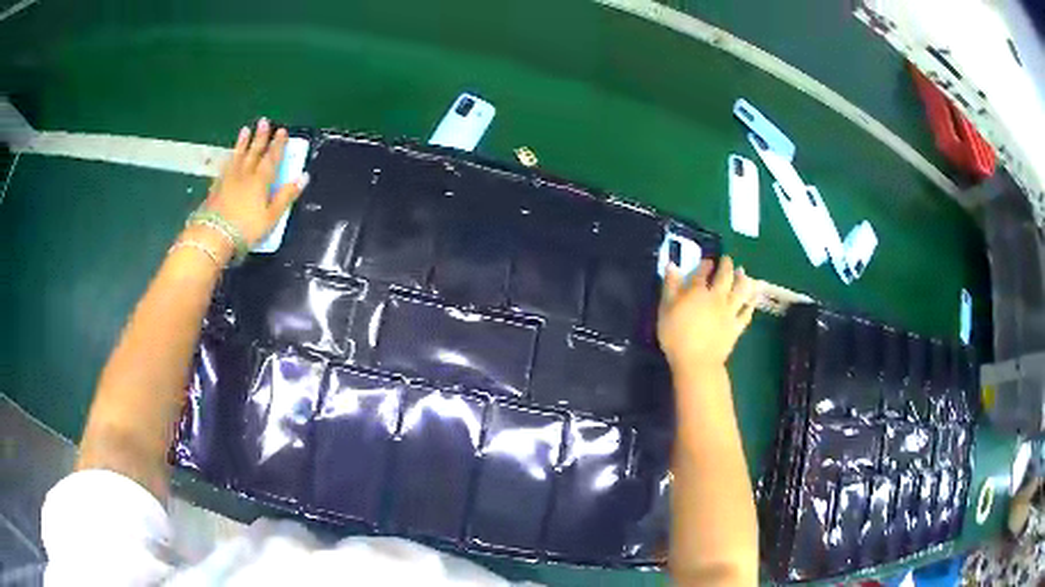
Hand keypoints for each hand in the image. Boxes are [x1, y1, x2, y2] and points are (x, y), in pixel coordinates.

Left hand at [203, 118, 308, 245]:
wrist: (214, 236)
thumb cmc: (246, 229)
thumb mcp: (271, 217)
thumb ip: (286, 196)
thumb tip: (303, 177)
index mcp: (261, 180)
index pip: (272, 158)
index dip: (278, 144)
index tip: (282, 131)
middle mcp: (245, 174)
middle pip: (254, 152)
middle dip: (260, 137)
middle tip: (264, 121)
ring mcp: (228, 179)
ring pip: (238, 156)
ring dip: (242, 143)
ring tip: (245, 130)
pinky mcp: (216, 187)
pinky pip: (225, 167)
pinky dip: (229, 159)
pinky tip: (229, 157)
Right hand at [657, 256, 757, 371]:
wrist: (697, 362)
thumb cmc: (676, 337)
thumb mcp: (665, 310)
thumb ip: (670, 287)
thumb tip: (672, 265)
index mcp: (698, 292)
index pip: (702, 272)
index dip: (705, 264)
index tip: (707, 260)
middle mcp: (717, 297)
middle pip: (725, 277)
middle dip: (726, 265)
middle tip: (727, 259)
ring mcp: (729, 312)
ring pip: (741, 291)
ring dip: (743, 279)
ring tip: (744, 273)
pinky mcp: (736, 326)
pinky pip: (747, 313)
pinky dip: (751, 304)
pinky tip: (753, 298)